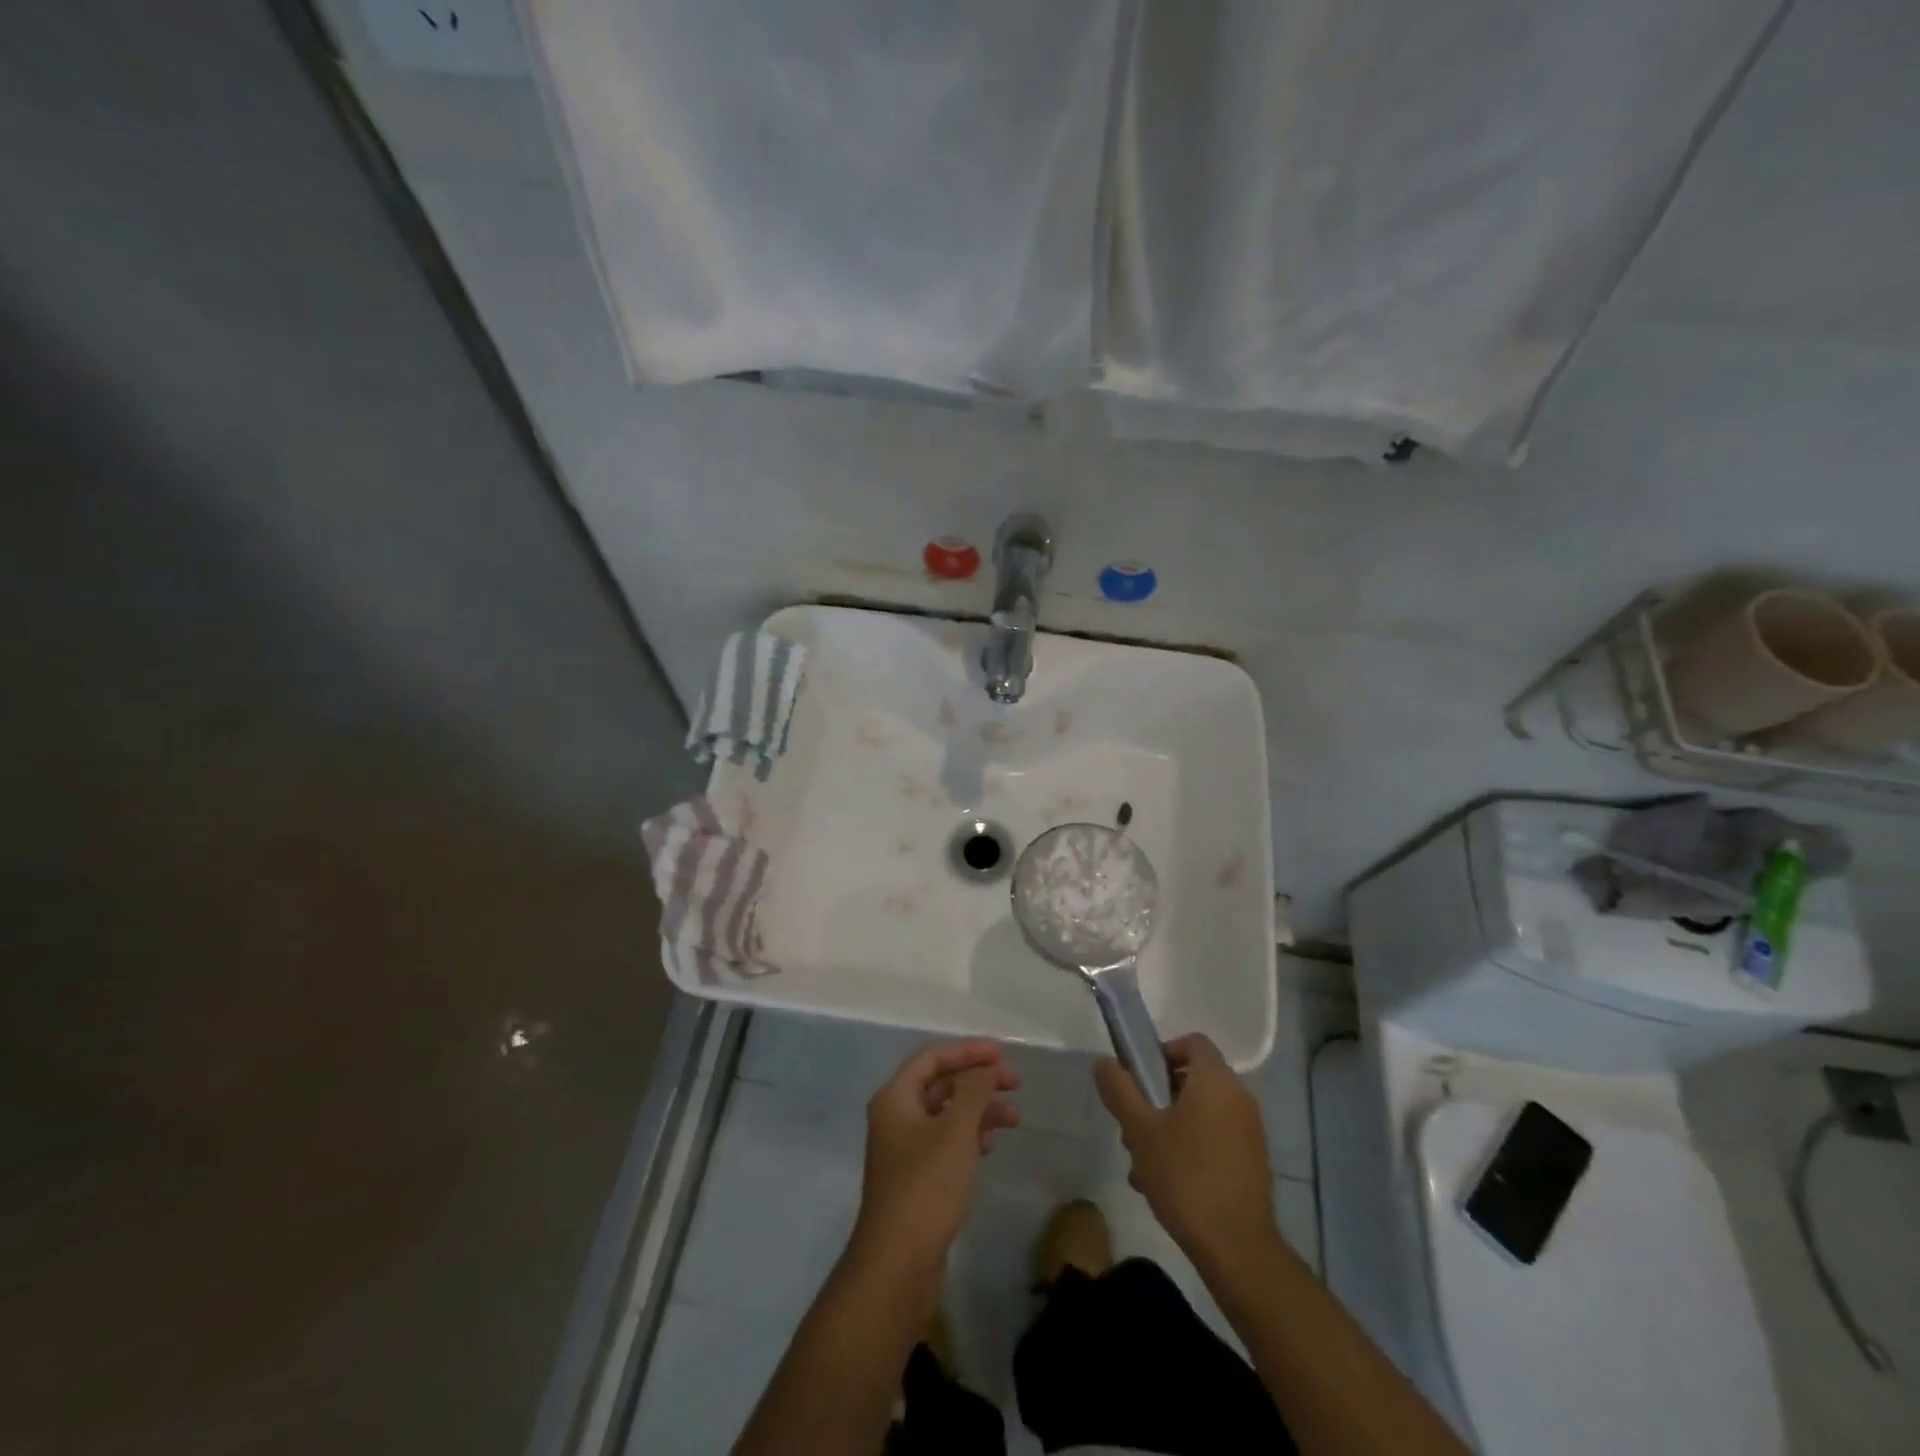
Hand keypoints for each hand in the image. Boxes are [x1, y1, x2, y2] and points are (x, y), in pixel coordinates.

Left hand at [847, 1039, 1019, 1294]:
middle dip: (978, 1080)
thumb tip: (986, 1068)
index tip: (1003, 1054)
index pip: (933, 1057)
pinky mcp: (916, 1177)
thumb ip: (974, 1091)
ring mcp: (904, 1149)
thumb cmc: (926, 1186)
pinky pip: (945, 1141)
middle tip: (1015, 1083)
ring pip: (946, 1113)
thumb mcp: (956, 1131)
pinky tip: (991, 1144)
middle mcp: (896, 1116)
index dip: (968, 1051)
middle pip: (940, 1083)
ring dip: (979, 1109)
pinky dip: (969, 1135)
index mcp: (895, 1097)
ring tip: (1014, 1117)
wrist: (898, 1264)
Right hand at [1095, 1034, 1277, 1276]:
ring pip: (1200, 1113)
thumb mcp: (1140, 1130)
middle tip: (1132, 1128)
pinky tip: (1165, 1184)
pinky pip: (1214, 1138)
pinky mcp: (1252, 1162)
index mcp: (1216, 1080)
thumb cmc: (1185, 1177)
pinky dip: (1190, 1148)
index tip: (1140, 1080)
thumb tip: (1104, 1062)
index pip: (1192, 1042)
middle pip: (1192, 1080)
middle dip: (1157, 1099)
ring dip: (1168, 1128)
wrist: (1237, 1248)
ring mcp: (1249, 1131)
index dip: (1162, 1051)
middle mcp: (1239, 1097)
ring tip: (1141, 1165)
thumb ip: (1120, 1090)